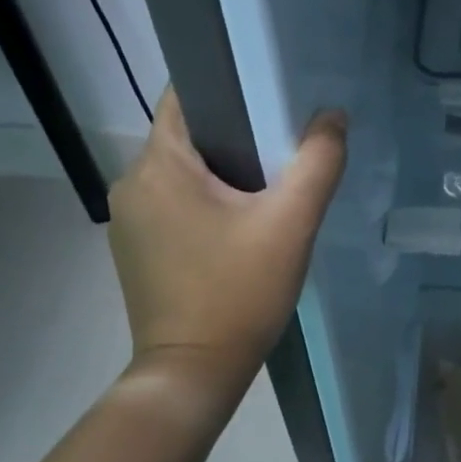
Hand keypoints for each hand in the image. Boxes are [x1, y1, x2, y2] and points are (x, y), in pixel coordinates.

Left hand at [107, 87, 347, 409]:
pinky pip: (173, 202)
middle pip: (187, 135)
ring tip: (268, 186)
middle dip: (235, 133)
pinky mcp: (135, 248)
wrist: (193, 375)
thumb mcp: (291, 223)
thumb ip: (318, 162)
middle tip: (283, 149)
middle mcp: (131, 183)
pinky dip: (204, 201)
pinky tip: (238, 225)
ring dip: (221, 171)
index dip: (228, 87)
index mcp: (159, 165)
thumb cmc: (238, 292)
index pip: (186, 96)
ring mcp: (128, 219)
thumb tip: (332, 117)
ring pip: (181, 171)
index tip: (270, 99)